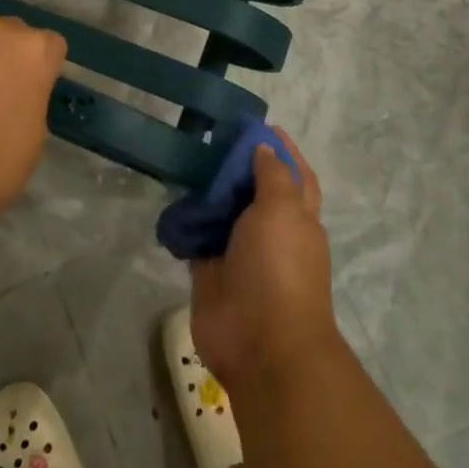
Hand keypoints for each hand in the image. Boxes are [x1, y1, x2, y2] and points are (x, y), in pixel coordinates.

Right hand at [190, 131, 341, 392]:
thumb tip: (263, 146)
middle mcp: (271, 231)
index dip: (281, 149)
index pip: (294, 173)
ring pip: (223, 210)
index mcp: (298, 217)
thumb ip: (272, 175)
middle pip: (254, 188)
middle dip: (236, 164)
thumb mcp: (283, 210)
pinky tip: (170, 197)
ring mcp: (240, 251)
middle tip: (207, 135)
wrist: (261, 343)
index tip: (255, 123)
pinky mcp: (210, 269)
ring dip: (207, 189)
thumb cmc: (280, 269)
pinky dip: (185, 219)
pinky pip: (196, 235)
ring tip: (183, 158)